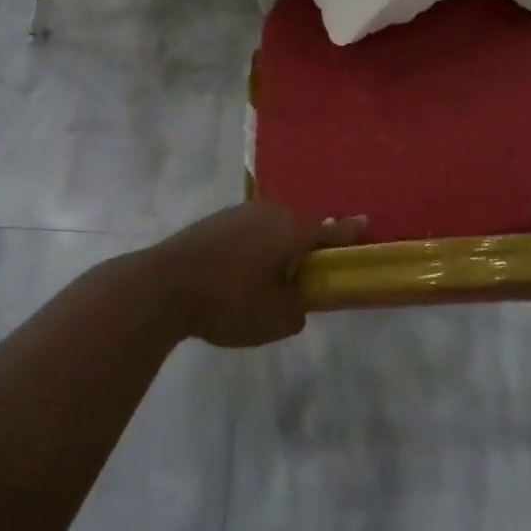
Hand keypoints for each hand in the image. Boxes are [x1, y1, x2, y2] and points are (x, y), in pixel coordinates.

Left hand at [145, 203, 366, 347]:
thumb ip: (299, 307)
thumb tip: (297, 298)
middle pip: (300, 228)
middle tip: (310, 275)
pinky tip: (240, 275)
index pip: (332, 230)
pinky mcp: (214, 223)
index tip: (368, 225)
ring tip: (271, 281)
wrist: (162, 286)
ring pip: (271, 231)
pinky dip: (253, 251)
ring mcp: (238, 214)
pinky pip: (247, 234)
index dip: (351, 233)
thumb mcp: (276, 317)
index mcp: (292, 229)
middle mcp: (269, 212)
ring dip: (277, 250)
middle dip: (307, 249)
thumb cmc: (229, 301)